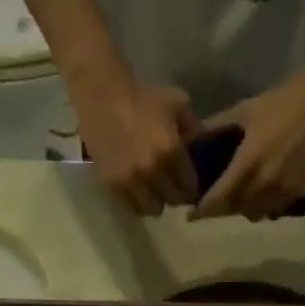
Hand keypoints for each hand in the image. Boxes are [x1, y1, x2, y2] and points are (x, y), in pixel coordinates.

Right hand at [75, 75, 200, 215]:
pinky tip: (138, 192)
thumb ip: (193, 126)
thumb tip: (201, 145)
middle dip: (175, 195)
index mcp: (171, 151)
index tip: (189, 186)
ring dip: (156, 202)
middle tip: (172, 188)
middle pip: (172, 200)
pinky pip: (131, 206)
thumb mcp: (177, 102)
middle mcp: (152, 171)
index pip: (189, 186)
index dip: (192, 189)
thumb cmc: (142, 97)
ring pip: (152, 209)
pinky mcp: (113, 185)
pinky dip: (138, 203)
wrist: (103, 96)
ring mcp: (131, 180)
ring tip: (154, 193)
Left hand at [189, 71, 304, 221]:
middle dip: (221, 209)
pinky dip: (263, 207)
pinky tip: (260, 195)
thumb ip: (215, 127)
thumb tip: (190, 138)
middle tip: (213, 202)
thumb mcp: (243, 111)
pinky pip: (275, 210)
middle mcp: (265, 183)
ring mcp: (284, 189)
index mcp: (248, 164)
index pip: (220, 198)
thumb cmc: (280, 102)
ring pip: (255, 213)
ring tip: (236, 198)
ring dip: (243, 209)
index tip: (191, 215)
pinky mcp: (299, 190)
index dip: (203, 210)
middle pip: (235, 210)